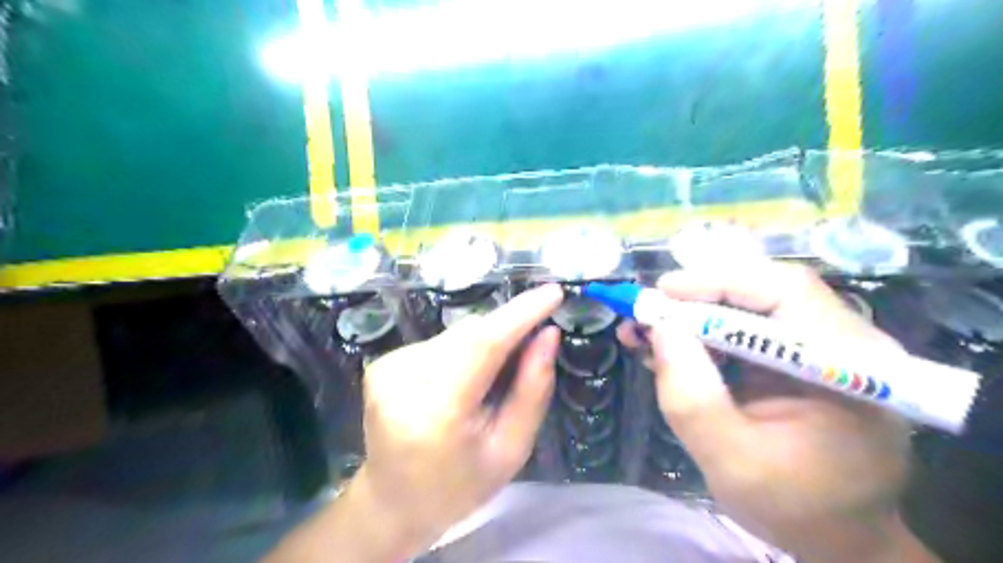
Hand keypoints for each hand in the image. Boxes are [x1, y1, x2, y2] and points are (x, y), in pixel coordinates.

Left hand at [354, 287, 561, 552]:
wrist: (393, 502)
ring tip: (489, 382)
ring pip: (457, 334)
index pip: (483, 345)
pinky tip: (462, 382)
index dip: (520, 314)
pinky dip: (462, 352)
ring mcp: (387, 368)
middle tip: (532, 345)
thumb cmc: (459, 486)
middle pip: (470, 334)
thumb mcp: (510, 449)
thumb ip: (532, 389)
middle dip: (507, 330)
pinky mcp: (382, 363)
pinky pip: (440, 342)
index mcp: (436, 412)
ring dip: (484, 344)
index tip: (552, 293)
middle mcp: (403, 381)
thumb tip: (548, 334)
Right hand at [625, 263, 919, 561]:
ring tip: (646, 331)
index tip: (661, 294)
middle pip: (763, 291)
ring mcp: (821, 346)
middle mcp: (844, 342)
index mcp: (848, 366)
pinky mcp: (797, 355)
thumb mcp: (731, 460)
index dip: (718, 283)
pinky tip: (671, 347)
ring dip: (693, 314)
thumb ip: (693, 397)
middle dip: (697, 298)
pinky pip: (745, 328)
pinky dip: (702, 332)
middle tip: (646, 313)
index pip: (785, 292)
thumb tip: (659, 327)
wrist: (837, 536)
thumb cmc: (794, 507)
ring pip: (749, 305)